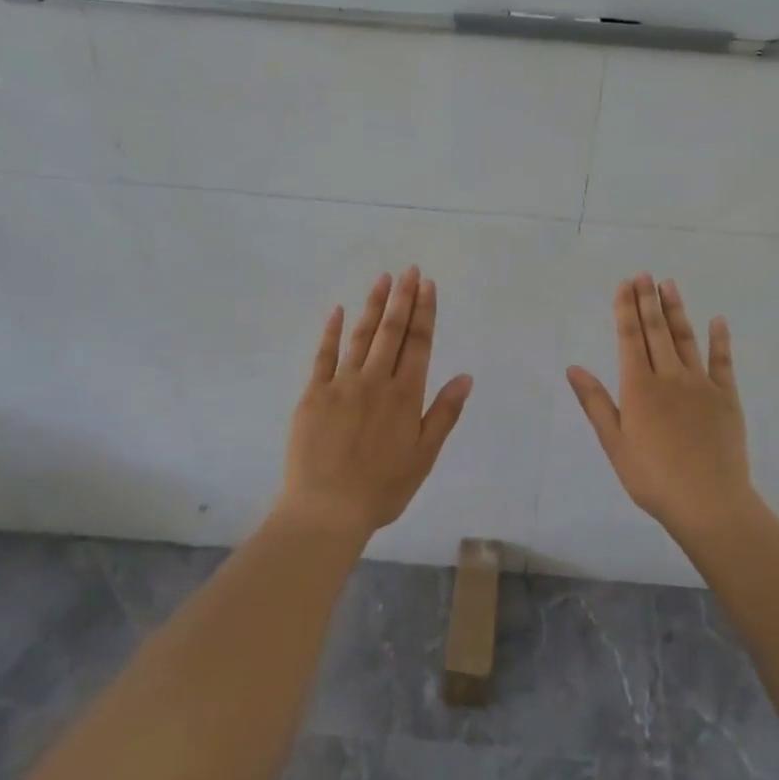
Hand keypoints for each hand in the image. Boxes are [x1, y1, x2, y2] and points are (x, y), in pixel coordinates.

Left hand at [278, 267, 472, 540]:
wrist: (326, 509)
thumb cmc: (382, 489)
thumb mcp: (424, 456)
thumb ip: (443, 414)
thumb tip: (465, 377)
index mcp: (405, 396)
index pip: (419, 344)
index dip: (425, 313)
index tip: (428, 285)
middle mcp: (376, 381)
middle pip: (392, 332)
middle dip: (403, 299)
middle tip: (409, 270)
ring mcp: (342, 385)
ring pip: (361, 336)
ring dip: (374, 306)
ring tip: (383, 280)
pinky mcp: (313, 394)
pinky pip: (323, 356)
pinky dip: (331, 331)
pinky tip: (337, 310)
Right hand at [567, 275, 760, 538]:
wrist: (708, 502)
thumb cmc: (652, 478)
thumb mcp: (614, 443)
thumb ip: (595, 402)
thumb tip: (573, 367)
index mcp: (639, 388)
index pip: (629, 339)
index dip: (626, 310)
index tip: (625, 285)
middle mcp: (669, 377)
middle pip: (656, 331)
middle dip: (648, 300)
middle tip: (645, 274)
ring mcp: (701, 385)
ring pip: (686, 339)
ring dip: (676, 310)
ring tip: (670, 285)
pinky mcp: (727, 397)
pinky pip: (723, 362)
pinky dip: (720, 339)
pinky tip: (718, 321)